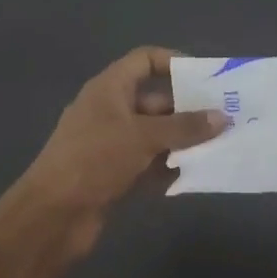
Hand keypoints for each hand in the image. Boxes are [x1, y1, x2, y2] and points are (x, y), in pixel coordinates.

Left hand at [11, 48, 227, 249]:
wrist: (51, 217)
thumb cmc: (95, 160)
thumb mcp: (143, 137)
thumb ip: (184, 127)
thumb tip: (222, 117)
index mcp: (110, 89)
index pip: (144, 60)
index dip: (174, 62)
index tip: (206, 77)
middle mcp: (110, 111)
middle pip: (156, 100)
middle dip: (188, 109)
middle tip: (225, 117)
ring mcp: (111, 144)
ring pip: (155, 134)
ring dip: (183, 140)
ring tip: (219, 146)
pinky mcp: (114, 174)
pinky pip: (149, 162)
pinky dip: (169, 166)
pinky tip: (196, 174)